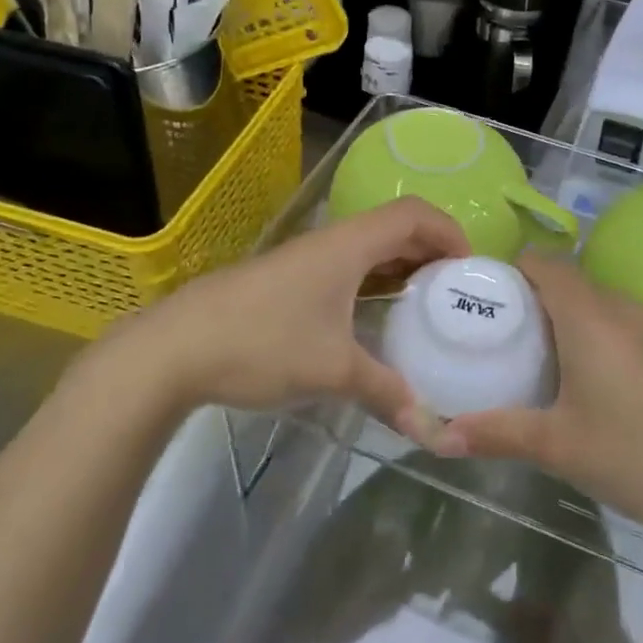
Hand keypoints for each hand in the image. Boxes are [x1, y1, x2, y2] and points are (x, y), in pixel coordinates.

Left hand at [84, 198, 469, 438]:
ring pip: (367, 249)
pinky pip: (345, 269)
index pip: (414, 214)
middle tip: (455, 292)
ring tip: (424, 306)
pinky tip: (372, 320)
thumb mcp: (332, 370)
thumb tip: (432, 427)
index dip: (450, 232)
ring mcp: (305, 260)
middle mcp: (330, 242)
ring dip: (400, 268)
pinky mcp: (286, 281)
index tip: (470, 271)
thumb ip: (386, 393)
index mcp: (349, 245)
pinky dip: (371, 283)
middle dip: (431, 252)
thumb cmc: (261, 344)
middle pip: (394, 227)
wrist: (172, 349)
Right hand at [444, 255, 642, 545]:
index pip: (543, 263)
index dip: (509, 271)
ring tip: (536, 358)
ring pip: (596, 302)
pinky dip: (594, 333)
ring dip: (564, 316)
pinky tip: (589, 380)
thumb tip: (438, 438)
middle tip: (498, 336)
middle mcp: (622, 308)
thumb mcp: (558, 447)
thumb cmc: (638, 455)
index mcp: (589, 316)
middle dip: (530, 298)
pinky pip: (620, 322)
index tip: (481, 299)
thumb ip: (496, 433)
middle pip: (567, 280)